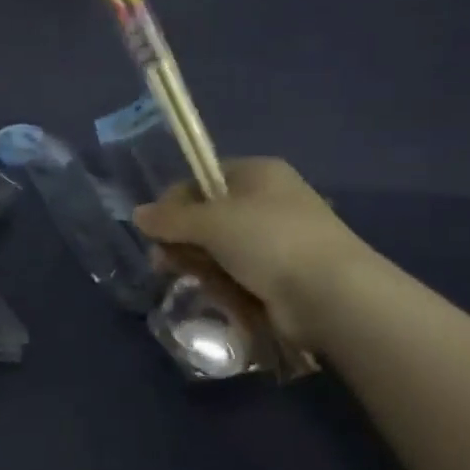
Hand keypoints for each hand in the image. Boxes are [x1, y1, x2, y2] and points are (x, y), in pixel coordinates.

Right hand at [132, 159, 367, 340]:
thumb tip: (137, 214)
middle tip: (163, 261)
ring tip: (191, 281)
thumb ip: (170, 218)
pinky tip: (219, 296)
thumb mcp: (212, 222)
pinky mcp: (279, 276)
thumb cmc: (269, 240)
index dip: (175, 202)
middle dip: (182, 240)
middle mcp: (267, 202)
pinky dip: (224, 284)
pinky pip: (237, 275)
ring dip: (200, 265)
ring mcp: (275, 241)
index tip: (155, 227)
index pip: (203, 179)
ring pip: (219, 250)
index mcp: (258, 174)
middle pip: (208, 217)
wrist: (331, 294)